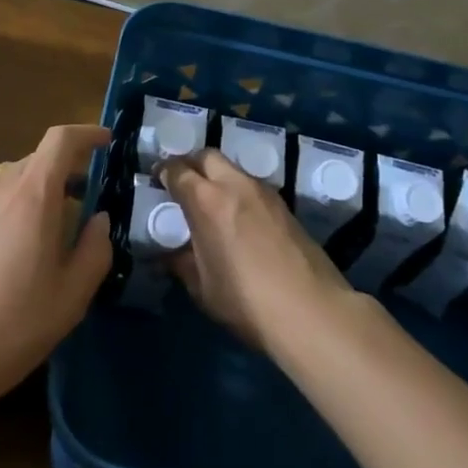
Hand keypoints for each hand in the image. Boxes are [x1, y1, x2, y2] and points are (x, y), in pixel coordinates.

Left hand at [0, 124, 111, 412]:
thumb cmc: (9, 327)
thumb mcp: (70, 298)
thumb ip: (94, 251)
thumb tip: (98, 221)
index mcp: (32, 195)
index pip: (61, 140)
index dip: (86, 134)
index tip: (106, 142)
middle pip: (37, 161)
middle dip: (64, 175)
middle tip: (81, 210)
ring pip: (10, 181)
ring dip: (34, 194)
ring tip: (43, 237)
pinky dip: (7, 209)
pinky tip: (5, 254)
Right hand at [160, 148, 351, 354]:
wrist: (311, 311)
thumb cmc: (246, 300)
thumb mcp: (202, 287)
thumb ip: (181, 263)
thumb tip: (168, 255)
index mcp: (206, 200)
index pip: (177, 170)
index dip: (163, 172)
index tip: (156, 180)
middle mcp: (235, 184)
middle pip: (207, 156)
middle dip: (191, 164)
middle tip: (182, 185)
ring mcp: (264, 192)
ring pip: (232, 168)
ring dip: (217, 176)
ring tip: (211, 202)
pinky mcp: (284, 205)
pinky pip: (252, 185)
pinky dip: (238, 191)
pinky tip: (238, 218)